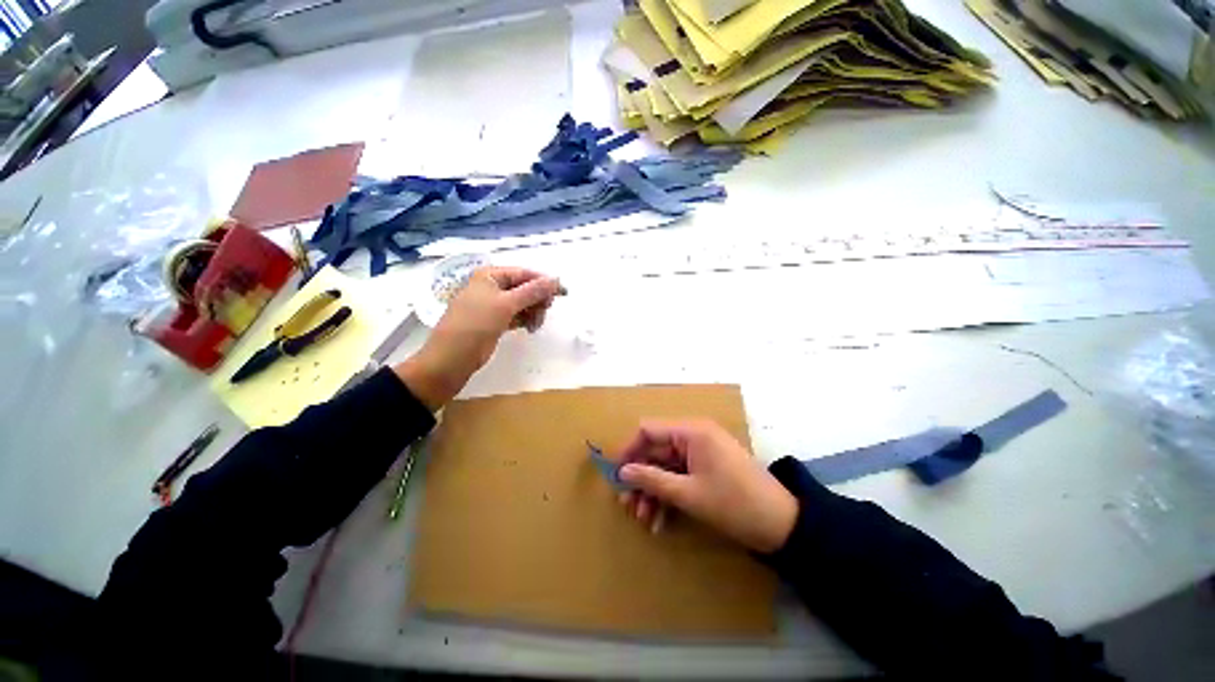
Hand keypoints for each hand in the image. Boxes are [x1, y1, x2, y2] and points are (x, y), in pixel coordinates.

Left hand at [395, 267, 562, 409]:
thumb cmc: (476, 324)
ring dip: (533, 312)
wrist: (452, 357)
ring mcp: (493, 305)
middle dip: (537, 300)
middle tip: (545, 312)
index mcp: (490, 276)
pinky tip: (530, 329)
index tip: (563, 293)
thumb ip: (532, 291)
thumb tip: (556, 279)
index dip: (543, 282)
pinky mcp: (495, 321)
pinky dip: (525, 320)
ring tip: (535, 326)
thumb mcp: (506, 304)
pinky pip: (517, 316)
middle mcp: (492, 287)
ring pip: (522, 303)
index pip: (524, 273)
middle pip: (525, 288)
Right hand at [618, 420, 797, 552]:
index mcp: (691, 432)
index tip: (615, 474)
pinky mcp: (707, 469)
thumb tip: (622, 472)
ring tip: (643, 519)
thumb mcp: (688, 493)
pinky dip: (669, 496)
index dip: (629, 450)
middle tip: (627, 505)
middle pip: (656, 451)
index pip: (648, 430)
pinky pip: (679, 477)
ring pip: (665, 467)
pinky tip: (660, 521)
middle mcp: (694, 436)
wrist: (781, 525)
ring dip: (653, 492)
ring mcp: (701, 453)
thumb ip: (652, 479)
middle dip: (641, 479)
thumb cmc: (733, 503)